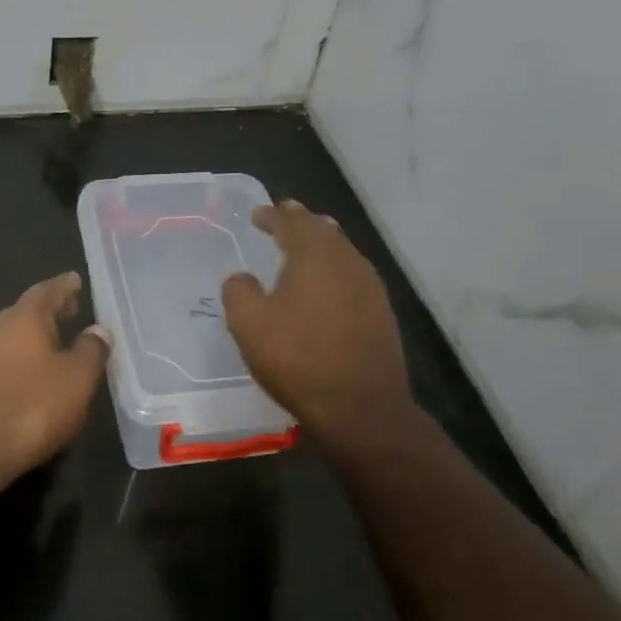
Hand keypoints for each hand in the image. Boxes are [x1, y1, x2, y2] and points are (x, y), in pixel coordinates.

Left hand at [0, 272, 110, 494]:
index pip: (47, 290)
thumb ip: (91, 350)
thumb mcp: (77, 380)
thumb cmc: (31, 409)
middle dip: (48, 312)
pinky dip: (16, 361)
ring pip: (8, 337)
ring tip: (54, 347)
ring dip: (31, 338)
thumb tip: (98, 329)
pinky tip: (26, 378)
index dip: (64, 286)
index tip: (75, 280)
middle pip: (25, 312)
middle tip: (70, 312)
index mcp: (23, 318)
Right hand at [222, 202, 413, 446]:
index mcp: (315, 255)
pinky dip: (333, 271)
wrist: (362, 406)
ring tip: (304, 247)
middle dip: (301, 223)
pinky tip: (325, 287)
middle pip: (323, 230)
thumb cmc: (299, 359)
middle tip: (283, 217)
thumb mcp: (249, 325)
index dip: (272, 215)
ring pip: (342, 252)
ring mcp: (370, 287)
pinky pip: (352, 277)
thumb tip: (242, 278)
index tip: (257, 214)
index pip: (292, 222)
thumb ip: (239, 292)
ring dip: (320, 245)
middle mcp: (348, 261)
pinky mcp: (381, 313)